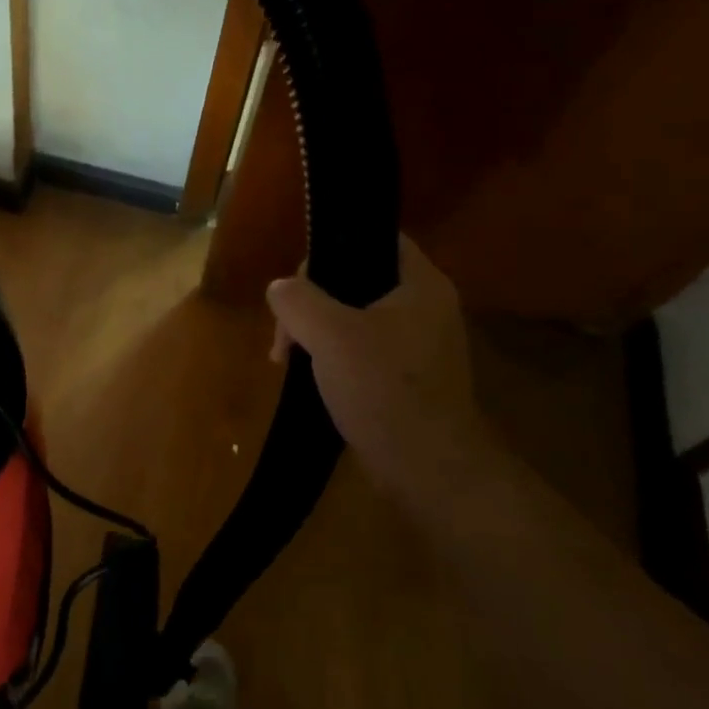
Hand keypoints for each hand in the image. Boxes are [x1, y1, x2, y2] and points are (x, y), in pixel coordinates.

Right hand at [267, 238, 489, 501]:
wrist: (428, 469)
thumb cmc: (383, 389)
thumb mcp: (329, 335)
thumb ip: (298, 300)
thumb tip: (280, 288)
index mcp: (420, 285)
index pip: (377, 239)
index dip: (335, 247)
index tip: (300, 278)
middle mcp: (425, 308)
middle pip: (357, 281)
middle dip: (311, 302)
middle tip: (285, 335)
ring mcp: (417, 345)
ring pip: (354, 318)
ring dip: (316, 332)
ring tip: (287, 360)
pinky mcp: (407, 377)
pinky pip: (361, 350)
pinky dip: (332, 357)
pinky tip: (309, 377)